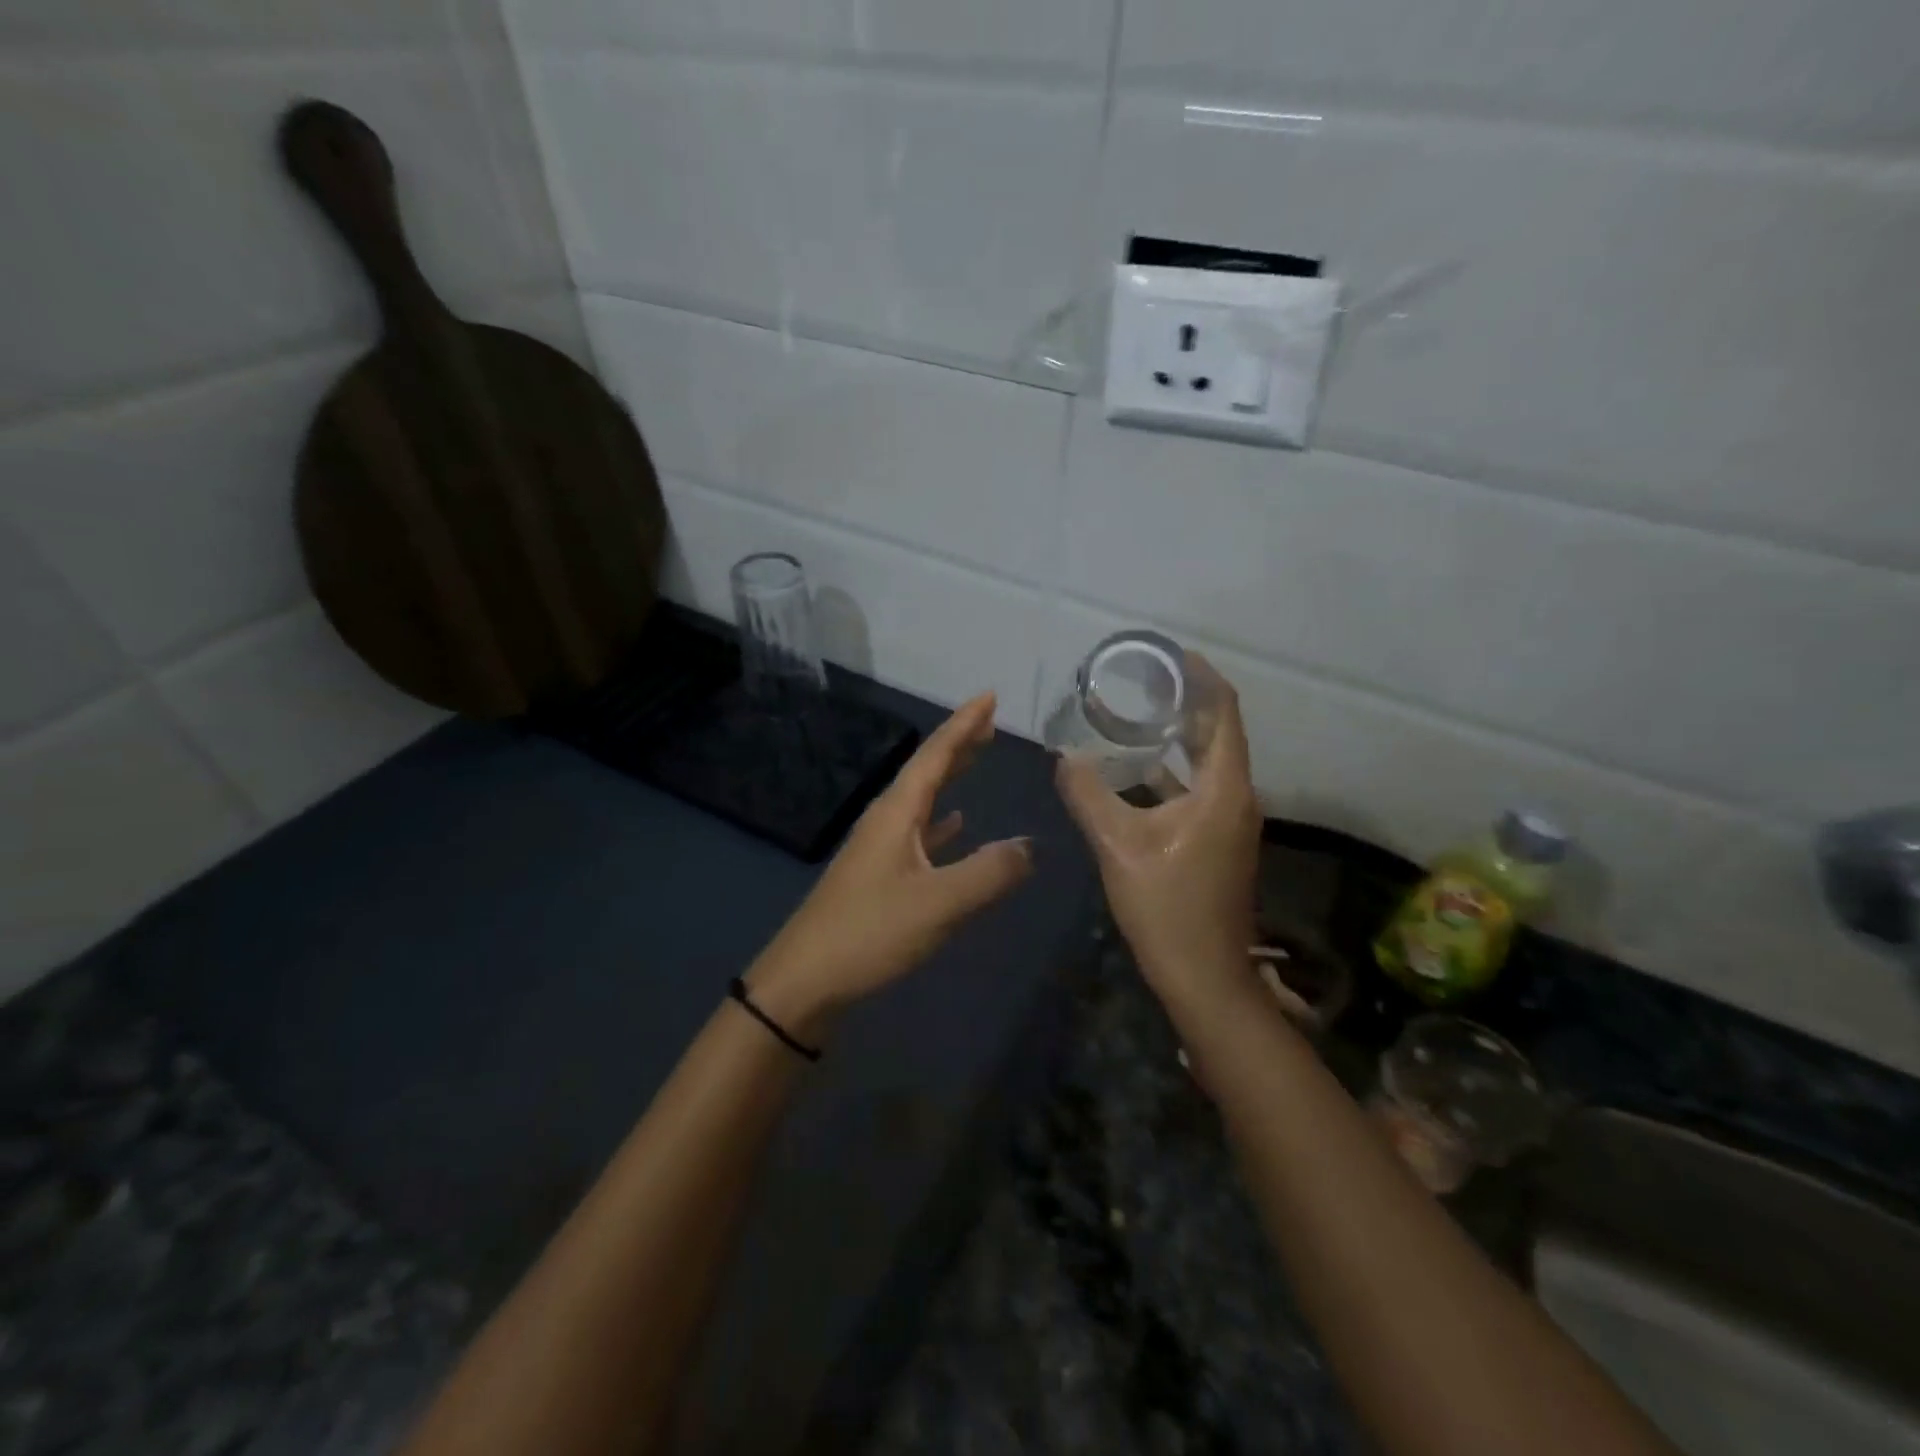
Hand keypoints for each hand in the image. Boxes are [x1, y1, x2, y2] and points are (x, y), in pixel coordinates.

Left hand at [746, 693, 1033, 1037]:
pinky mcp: (878, 876)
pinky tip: (955, 825)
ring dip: (950, 777)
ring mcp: (879, 849)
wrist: (805, 980)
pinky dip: (941, 822)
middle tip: (990, 722)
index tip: (989, 696)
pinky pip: (918, 833)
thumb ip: (988, 873)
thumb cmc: (870, 933)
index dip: (963, 725)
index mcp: (896, 813)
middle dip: (959, 744)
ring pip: (922, 799)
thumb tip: (1031, 846)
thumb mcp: (939, 904)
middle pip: (926, 770)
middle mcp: (886, 821)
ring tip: (977, 759)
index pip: (934, 755)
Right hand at [1056, 654, 1261, 1008]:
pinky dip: (1171, 771)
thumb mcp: (1117, 846)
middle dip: (1184, 702)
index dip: (1201, 677)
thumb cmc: (1167, 907)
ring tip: (1134, 714)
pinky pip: (1198, 788)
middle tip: (1142, 680)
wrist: (1203, 975)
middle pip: (1217, 732)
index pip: (1224, 712)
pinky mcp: (1218, 840)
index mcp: (1223, 788)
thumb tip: (1064, 757)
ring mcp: (1230, 820)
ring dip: (1176, 737)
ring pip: (1206, 762)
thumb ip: (1088, 795)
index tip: (1169, 655)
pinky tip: (1134, 772)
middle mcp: (1236, 796)